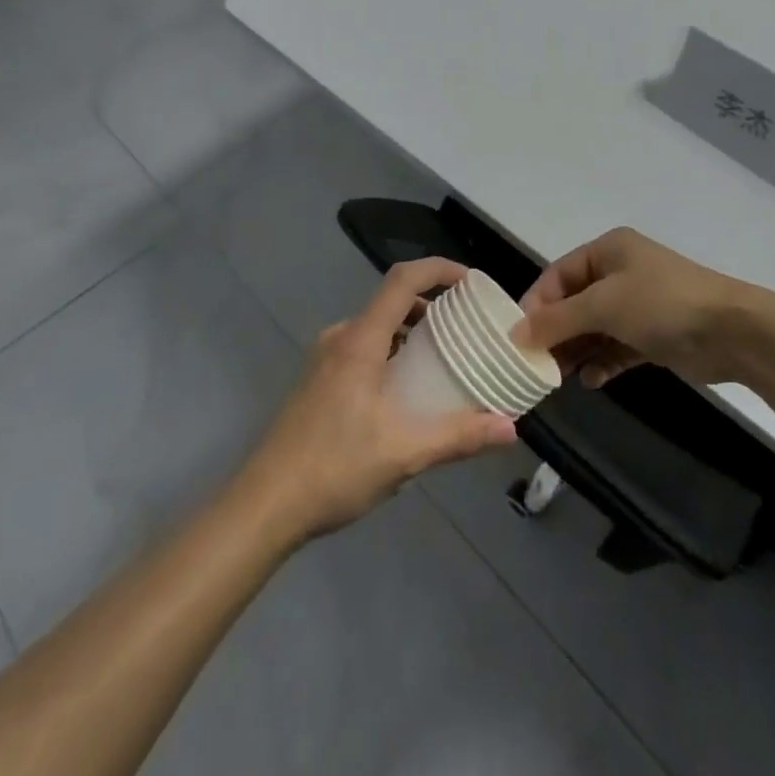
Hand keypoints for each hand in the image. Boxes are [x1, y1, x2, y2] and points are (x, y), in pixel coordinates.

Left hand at [239, 258, 516, 542]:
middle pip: (391, 302)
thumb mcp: (404, 453)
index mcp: (360, 341)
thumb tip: (510, 428)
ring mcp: (323, 359)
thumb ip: (458, 436)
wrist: (263, 506)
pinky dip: (392, 353)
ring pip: (376, 328)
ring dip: (411, 333)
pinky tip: (406, 393)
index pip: (402, 279)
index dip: (439, 269)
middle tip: (468, 329)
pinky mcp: (317, 381)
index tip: (472, 282)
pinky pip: (362, 349)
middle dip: (433, 307)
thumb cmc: (333, 468)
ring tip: (445, 361)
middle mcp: (340, 339)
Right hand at [517, 228, 758, 387]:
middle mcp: (620, 273)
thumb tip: (515, 334)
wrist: (733, 332)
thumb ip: (558, 319)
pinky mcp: (653, 336)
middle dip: (555, 332)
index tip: (518, 338)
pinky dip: (602, 362)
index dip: (536, 304)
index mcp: (608, 251)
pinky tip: (591, 380)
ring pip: (594, 328)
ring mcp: (638, 305)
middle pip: (574, 303)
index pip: (557, 275)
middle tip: (535, 363)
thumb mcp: (603, 305)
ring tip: (558, 376)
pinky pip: (616, 348)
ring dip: (576, 350)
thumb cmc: (662, 304)